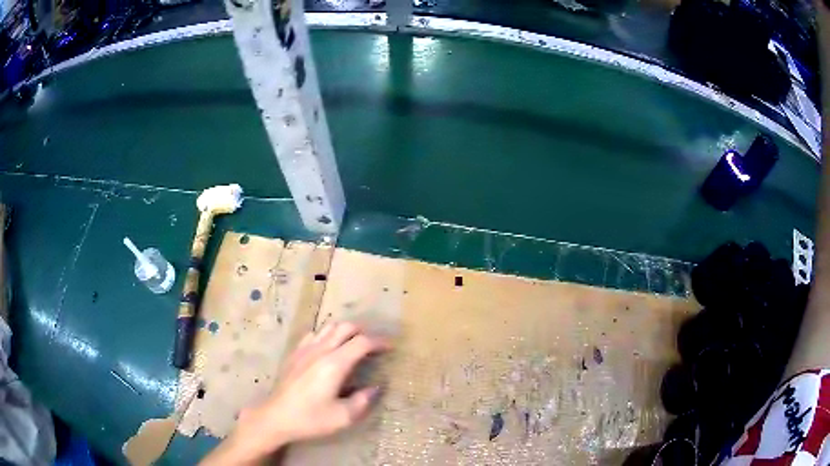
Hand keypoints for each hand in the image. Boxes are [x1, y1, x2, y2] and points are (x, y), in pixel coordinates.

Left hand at [201, 322, 390, 464]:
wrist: (276, 417)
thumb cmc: (311, 418)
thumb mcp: (343, 417)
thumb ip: (363, 400)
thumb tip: (375, 388)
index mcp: (334, 364)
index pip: (362, 342)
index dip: (379, 342)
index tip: (390, 347)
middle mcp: (320, 350)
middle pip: (345, 327)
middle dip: (363, 331)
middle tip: (373, 346)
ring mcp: (305, 349)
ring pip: (329, 327)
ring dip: (345, 331)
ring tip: (353, 345)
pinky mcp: (295, 353)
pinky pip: (314, 334)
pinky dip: (327, 335)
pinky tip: (328, 349)